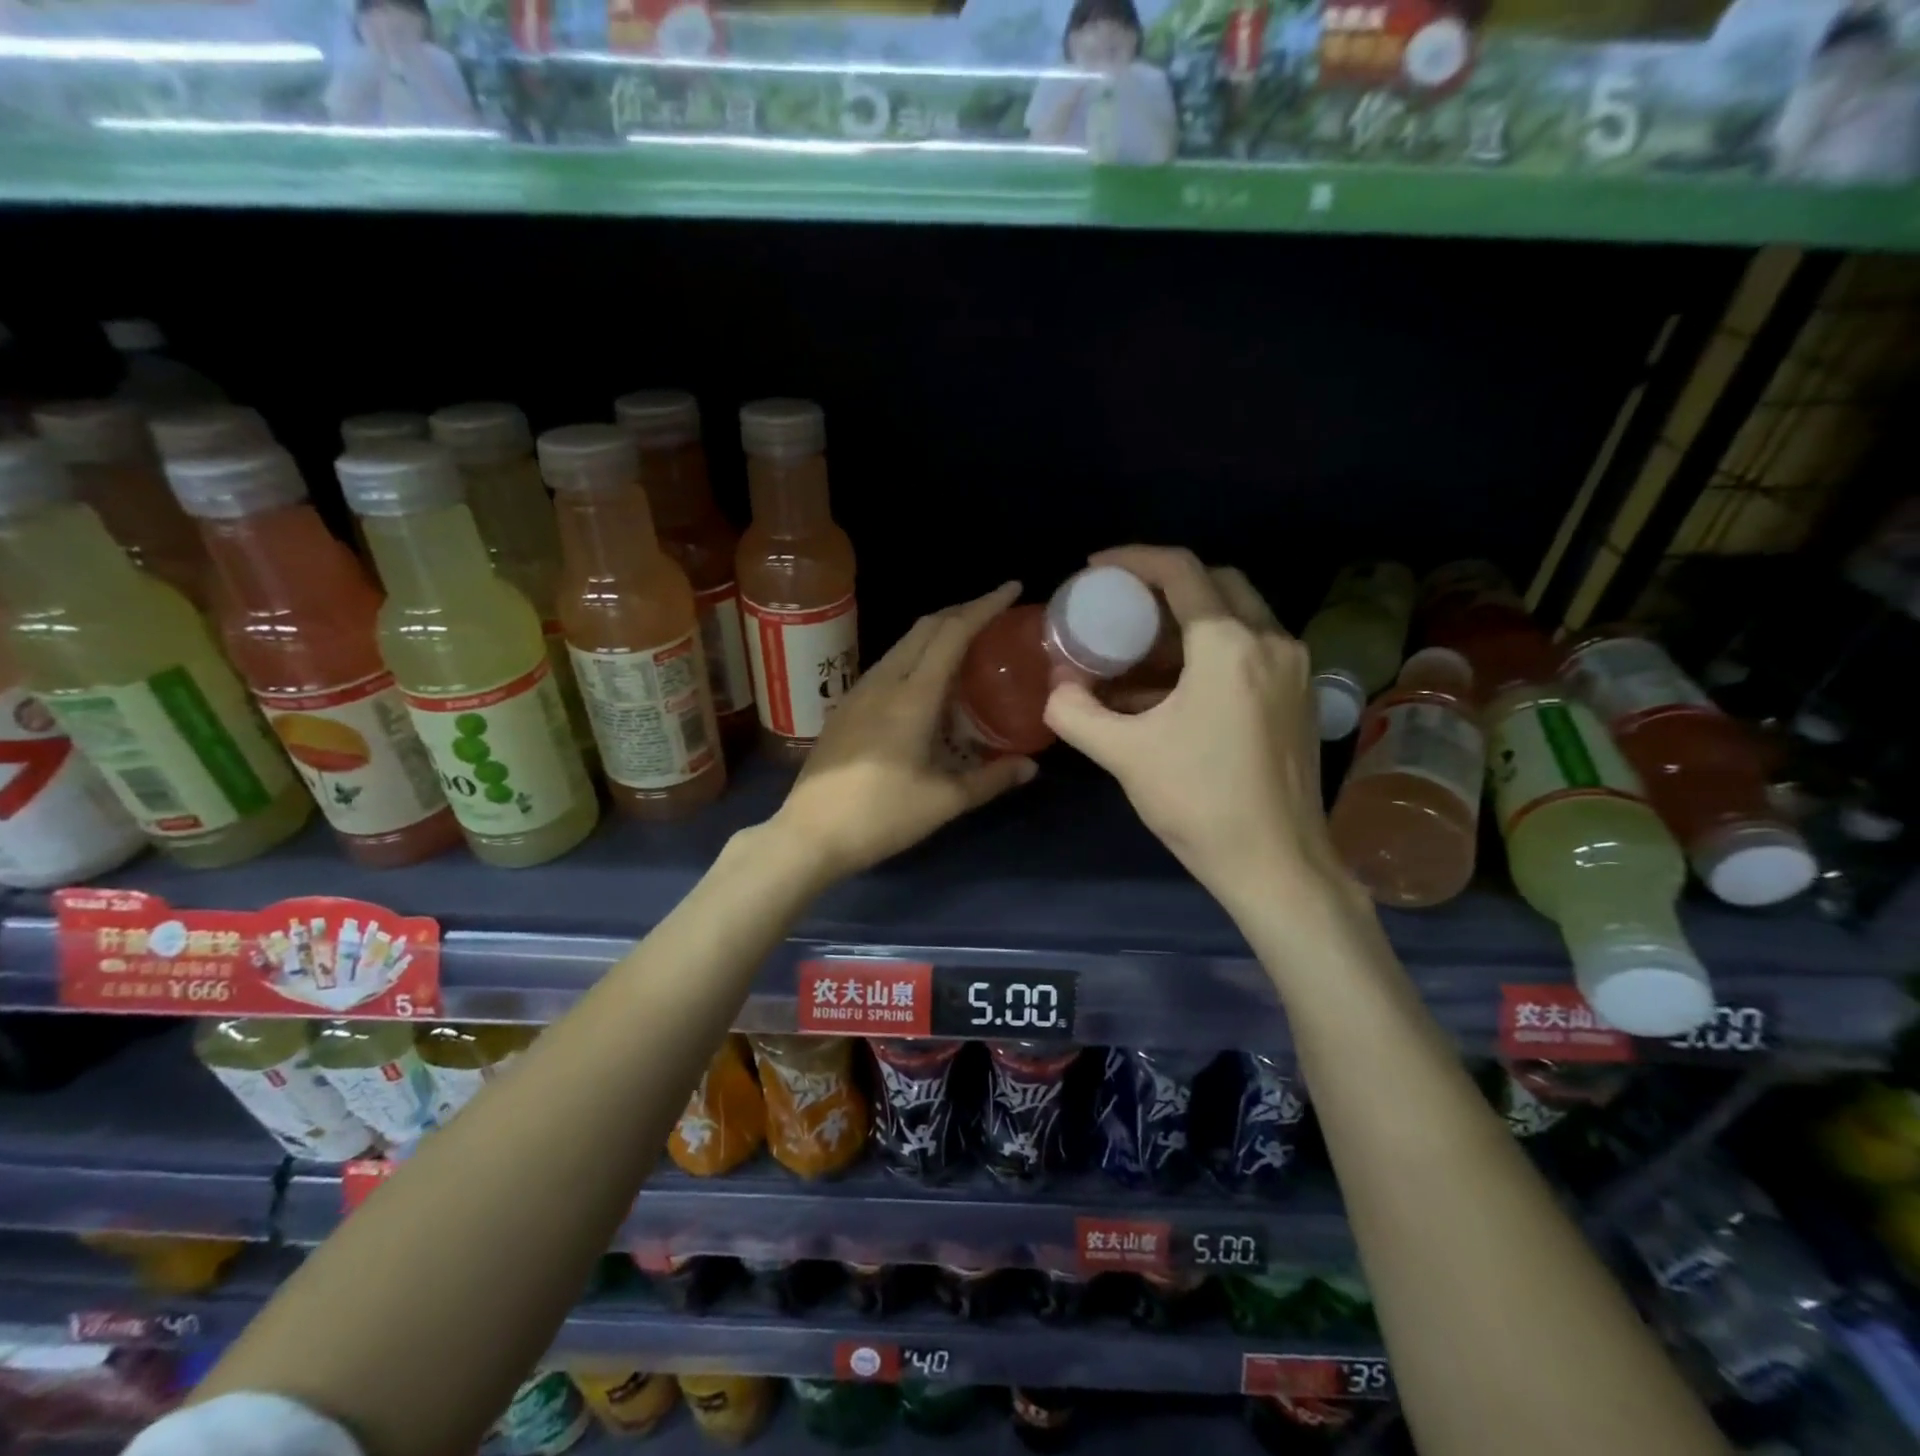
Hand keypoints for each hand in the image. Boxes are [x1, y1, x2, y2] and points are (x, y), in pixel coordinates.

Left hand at [770, 582, 1038, 881]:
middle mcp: (883, 682)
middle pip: (925, 628)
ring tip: (967, 644)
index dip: (983, 606)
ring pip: (903, 644)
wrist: (809, 834)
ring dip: (937, 633)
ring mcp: (858, 693)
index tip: (1012, 589)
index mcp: (911, 696)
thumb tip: (1030, 766)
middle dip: (962, 611)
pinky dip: (917, 656)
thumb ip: (990, 779)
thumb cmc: (881, 817)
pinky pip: (888, 665)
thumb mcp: (944, 801)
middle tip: (995, 613)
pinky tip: (928, 683)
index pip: (952, 633)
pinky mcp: (845, 708)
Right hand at [1044, 546, 1359, 919]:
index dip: (1132, 559)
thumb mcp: (1124, 755)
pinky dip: (1211, 648)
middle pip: (1216, 582)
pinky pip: (1252, 648)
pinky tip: (1175, 687)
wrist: (1278, 865)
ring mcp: (1294, 669)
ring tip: (1140, 649)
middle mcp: (1272, 641)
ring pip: (1238, 614)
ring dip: (1188, 619)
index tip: (1094, 568)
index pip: (1180, 571)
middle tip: (1121, 606)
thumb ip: (1076, 713)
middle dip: (1164, 585)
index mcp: (1229, 645)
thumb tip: (1057, 689)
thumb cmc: (1200, 803)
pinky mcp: (1300, 696)